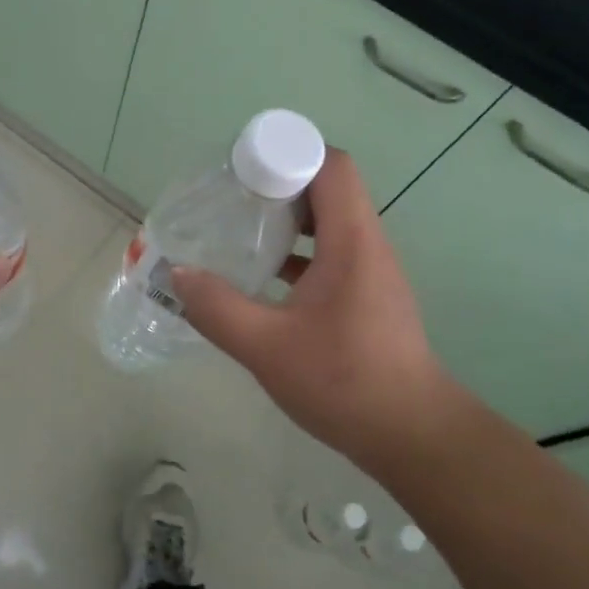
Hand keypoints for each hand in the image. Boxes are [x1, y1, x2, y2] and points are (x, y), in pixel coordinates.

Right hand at [168, 149, 449, 466]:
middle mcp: (366, 245)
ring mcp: (369, 272)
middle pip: (326, 188)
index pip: (330, 165)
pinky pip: (329, 253)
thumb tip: (176, 274)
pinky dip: (296, 252)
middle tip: (229, 199)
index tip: (242, 170)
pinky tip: (261, 278)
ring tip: (239, 232)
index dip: (288, 153)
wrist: (412, 435)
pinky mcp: (366, 296)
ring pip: (327, 222)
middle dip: (277, 184)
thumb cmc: (344, 382)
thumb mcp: (267, 347)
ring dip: (286, 220)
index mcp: (351, 242)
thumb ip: (216, 308)